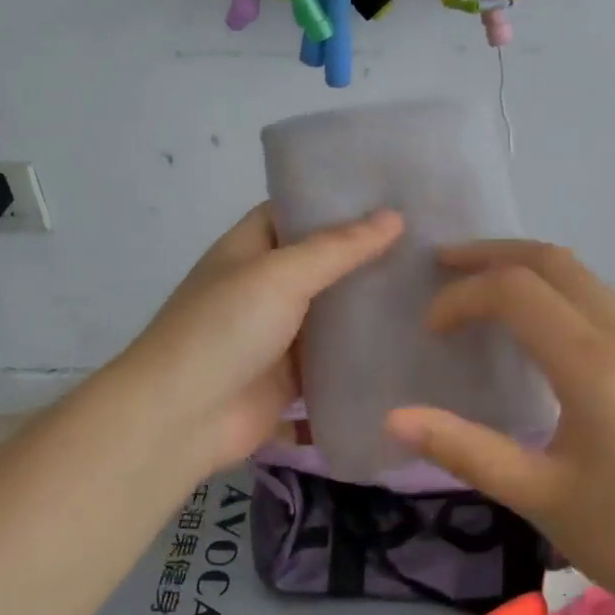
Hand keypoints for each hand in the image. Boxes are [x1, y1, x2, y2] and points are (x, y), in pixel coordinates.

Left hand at [114, 204, 402, 477]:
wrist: (181, 419)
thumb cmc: (224, 330)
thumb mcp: (279, 275)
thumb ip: (338, 248)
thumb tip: (395, 216)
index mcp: (250, 248)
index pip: (298, 211)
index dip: (340, 201)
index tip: (395, 194)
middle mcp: (265, 284)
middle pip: (322, 261)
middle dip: (367, 253)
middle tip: (430, 242)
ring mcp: (279, 332)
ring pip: (333, 310)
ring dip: (369, 302)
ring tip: (433, 284)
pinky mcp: (293, 376)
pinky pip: (335, 357)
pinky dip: (363, 350)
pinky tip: (411, 338)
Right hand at [385, 241, 614, 614]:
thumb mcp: (542, 498)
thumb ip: (466, 450)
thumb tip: (394, 419)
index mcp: (593, 365)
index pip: (515, 292)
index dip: (462, 298)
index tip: (428, 332)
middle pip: (554, 262)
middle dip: (493, 254)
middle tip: (442, 265)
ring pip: (581, 278)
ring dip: (526, 269)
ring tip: (478, 287)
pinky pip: (597, 304)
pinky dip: (553, 294)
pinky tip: (532, 331)